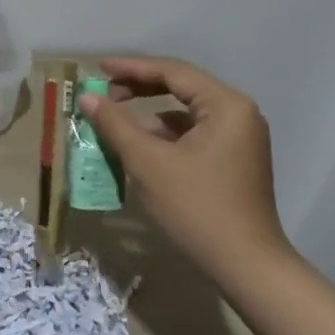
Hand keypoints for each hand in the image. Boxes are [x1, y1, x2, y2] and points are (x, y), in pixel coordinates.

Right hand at [78, 56, 290, 287]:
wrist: (247, 267)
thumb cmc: (197, 208)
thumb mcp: (148, 162)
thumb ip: (116, 124)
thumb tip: (87, 97)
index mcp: (226, 105)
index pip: (172, 72)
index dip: (132, 67)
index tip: (98, 67)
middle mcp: (238, 113)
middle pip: (181, 87)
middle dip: (140, 88)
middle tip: (104, 91)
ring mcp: (239, 138)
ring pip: (185, 112)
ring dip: (149, 113)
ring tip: (115, 119)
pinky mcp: (234, 160)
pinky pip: (193, 134)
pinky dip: (165, 134)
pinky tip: (139, 146)